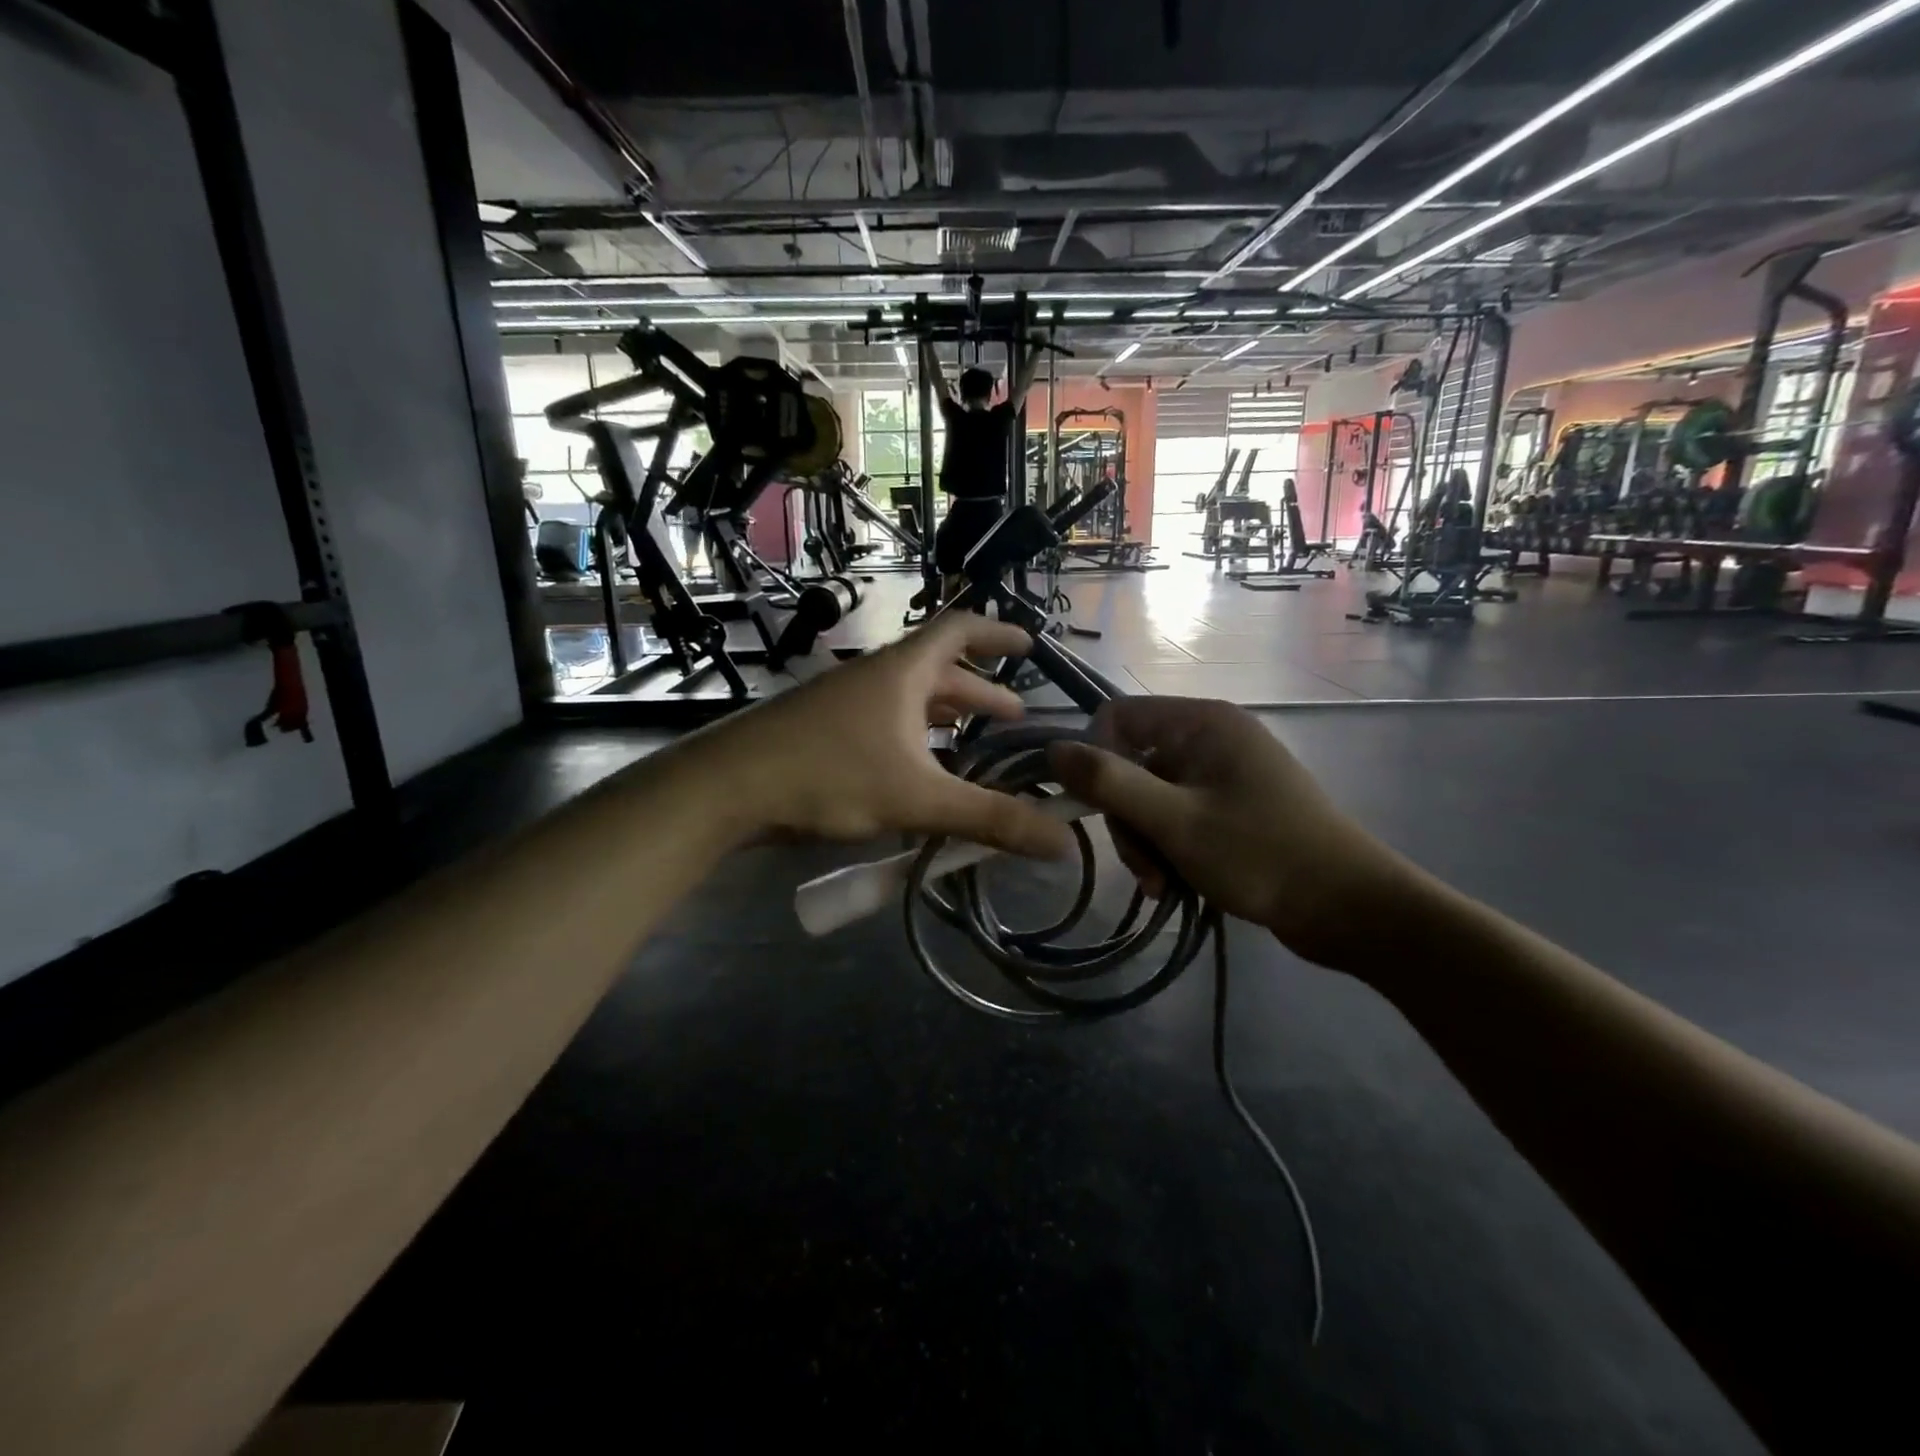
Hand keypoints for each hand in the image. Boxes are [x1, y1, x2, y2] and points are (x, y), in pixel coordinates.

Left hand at [695, 616, 1074, 859]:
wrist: (725, 788)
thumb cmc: (828, 774)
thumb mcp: (918, 798)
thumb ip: (990, 819)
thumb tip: (1062, 843)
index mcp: (902, 672)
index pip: (959, 630)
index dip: (998, 633)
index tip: (1030, 645)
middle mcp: (875, 679)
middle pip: (938, 673)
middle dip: (980, 692)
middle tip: (1015, 718)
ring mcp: (844, 705)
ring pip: (909, 703)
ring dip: (946, 719)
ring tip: (976, 745)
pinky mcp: (823, 733)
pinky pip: (884, 727)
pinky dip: (914, 742)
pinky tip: (920, 775)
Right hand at [1049, 697, 1418, 968]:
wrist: (1351, 908)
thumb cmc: (1260, 854)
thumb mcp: (1175, 821)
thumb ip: (1109, 783)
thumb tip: (1052, 749)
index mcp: (1201, 722)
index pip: (1117, 717)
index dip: (1095, 759)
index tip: (1098, 810)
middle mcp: (1211, 737)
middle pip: (1132, 764)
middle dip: (1127, 818)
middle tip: (1143, 868)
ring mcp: (1224, 773)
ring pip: (1152, 797)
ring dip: (1146, 842)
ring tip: (1163, 886)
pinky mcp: (1234, 806)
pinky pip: (1179, 815)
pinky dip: (1170, 849)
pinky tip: (1177, 885)